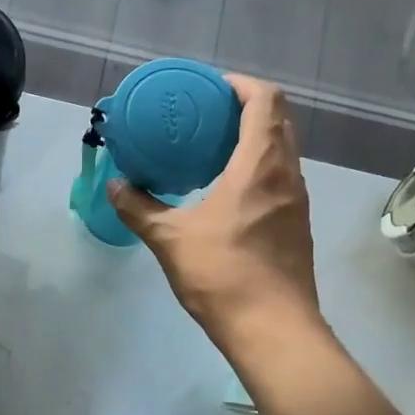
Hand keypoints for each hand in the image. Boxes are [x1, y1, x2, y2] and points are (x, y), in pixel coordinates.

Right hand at [107, 74, 322, 355]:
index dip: (240, 85)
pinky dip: (259, 167)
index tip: (210, 88)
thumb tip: (116, 186)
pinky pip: (281, 177)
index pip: (264, 100)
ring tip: (215, 148)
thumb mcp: (170, 239)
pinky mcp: (297, 225)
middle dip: (246, 108)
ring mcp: (297, 201)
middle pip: (278, 120)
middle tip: (206, 115)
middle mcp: (287, 174)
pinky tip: (229, 190)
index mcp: (260, 165)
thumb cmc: (223, 275)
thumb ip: (139, 209)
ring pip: (283, 150)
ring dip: (255, 138)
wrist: (273, 329)